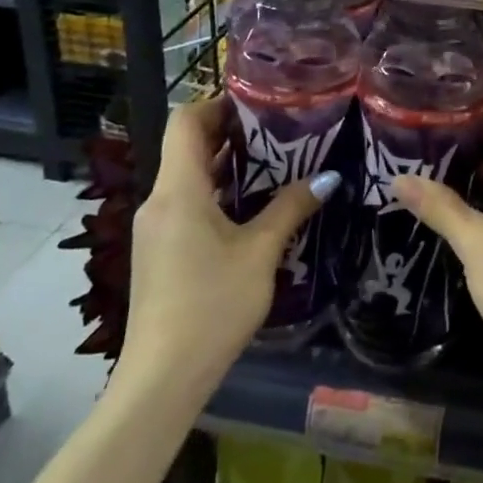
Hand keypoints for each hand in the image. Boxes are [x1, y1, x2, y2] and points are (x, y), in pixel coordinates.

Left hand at [116, 97, 339, 395]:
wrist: (161, 380)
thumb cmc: (212, 305)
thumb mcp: (260, 253)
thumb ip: (291, 208)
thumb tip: (328, 177)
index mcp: (178, 190)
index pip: (186, 120)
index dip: (218, 102)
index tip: (258, 102)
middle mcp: (159, 201)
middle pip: (187, 146)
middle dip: (230, 131)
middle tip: (278, 128)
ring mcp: (155, 228)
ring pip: (187, 176)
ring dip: (225, 163)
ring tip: (273, 161)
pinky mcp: (158, 252)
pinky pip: (185, 203)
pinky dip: (216, 192)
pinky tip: (250, 207)